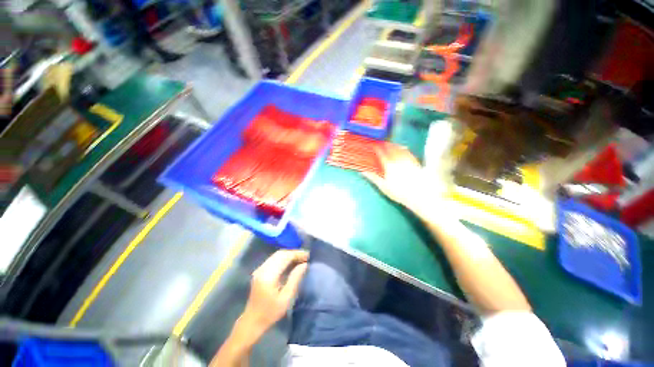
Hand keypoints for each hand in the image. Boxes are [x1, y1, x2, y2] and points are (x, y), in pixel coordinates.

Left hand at [241, 250, 308, 335]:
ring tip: (301, 259)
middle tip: (306, 257)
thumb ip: (295, 279)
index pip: (285, 257)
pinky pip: (274, 259)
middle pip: (280, 254)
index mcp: (268, 275)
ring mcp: (260, 269)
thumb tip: (305, 264)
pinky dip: (284, 258)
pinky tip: (291, 263)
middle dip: (294, 253)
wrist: (252, 321)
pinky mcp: (260, 271)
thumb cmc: (270, 313)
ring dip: (289, 255)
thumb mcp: (286, 298)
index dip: (297, 254)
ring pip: (277, 255)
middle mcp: (263, 269)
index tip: (308, 256)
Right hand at [362, 144, 430, 209]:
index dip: (376, 148)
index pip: (381, 153)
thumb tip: (363, 172)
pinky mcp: (415, 161)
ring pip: (399, 148)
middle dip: (384, 145)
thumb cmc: (399, 192)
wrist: (420, 194)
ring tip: (389, 144)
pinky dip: (403, 148)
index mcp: (388, 165)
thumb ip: (373, 178)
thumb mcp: (383, 186)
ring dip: (393, 145)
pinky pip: (408, 151)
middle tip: (380, 144)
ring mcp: (407, 159)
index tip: (373, 146)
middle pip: (390, 149)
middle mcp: (397, 159)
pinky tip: (402, 147)